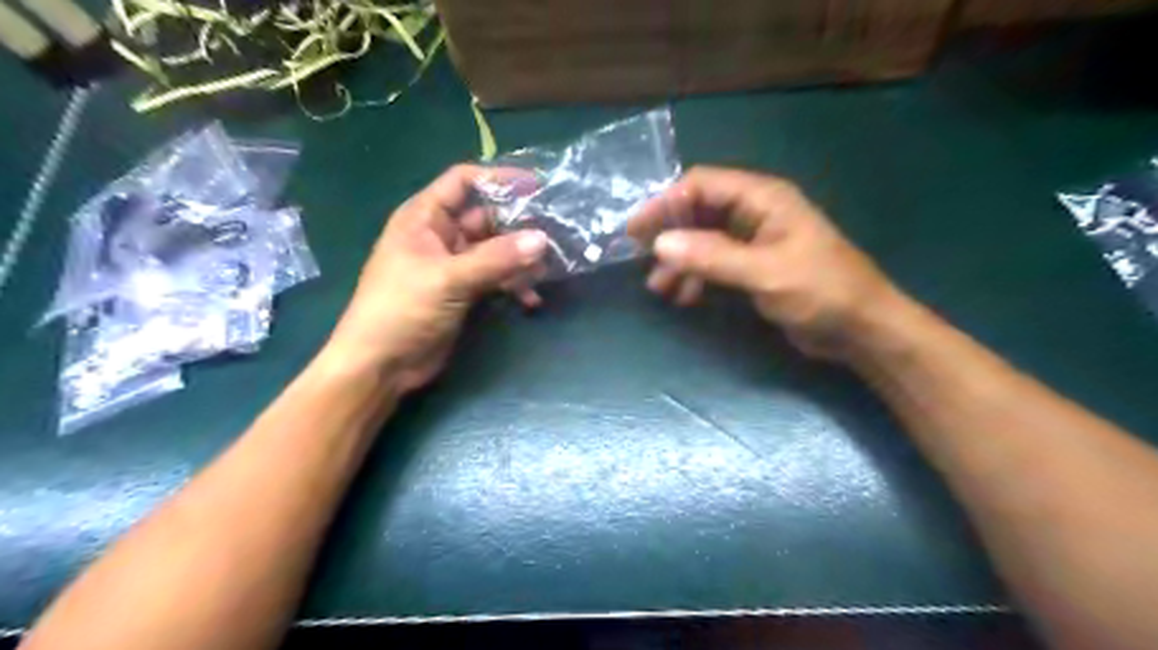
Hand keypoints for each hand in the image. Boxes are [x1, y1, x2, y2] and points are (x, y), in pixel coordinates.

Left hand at [320, 165, 548, 394]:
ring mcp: (453, 265)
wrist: (381, 366)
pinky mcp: (463, 292)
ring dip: (520, 259)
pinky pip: (495, 278)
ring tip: (547, 270)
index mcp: (425, 217)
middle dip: (519, 225)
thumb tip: (542, 239)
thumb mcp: (449, 279)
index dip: (498, 178)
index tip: (536, 187)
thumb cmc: (402, 310)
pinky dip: (513, 285)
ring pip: (495, 250)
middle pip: (486, 217)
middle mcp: (440, 235)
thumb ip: (496, 259)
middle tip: (555, 233)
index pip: (464, 181)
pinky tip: (531, 300)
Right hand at [631, 164, 908, 360]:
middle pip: (698, 211)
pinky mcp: (753, 267)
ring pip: (703, 240)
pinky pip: (714, 263)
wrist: (861, 329)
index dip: (666, 202)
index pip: (702, 185)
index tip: (636, 229)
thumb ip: (712, 256)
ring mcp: (754, 241)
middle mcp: (755, 213)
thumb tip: (659, 243)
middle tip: (639, 257)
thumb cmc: (821, 291)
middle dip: (669, 234)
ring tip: (659, 287)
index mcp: (763, 199)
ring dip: (680, 260)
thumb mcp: (764, 273)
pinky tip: (685, 297)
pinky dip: (696, 276)